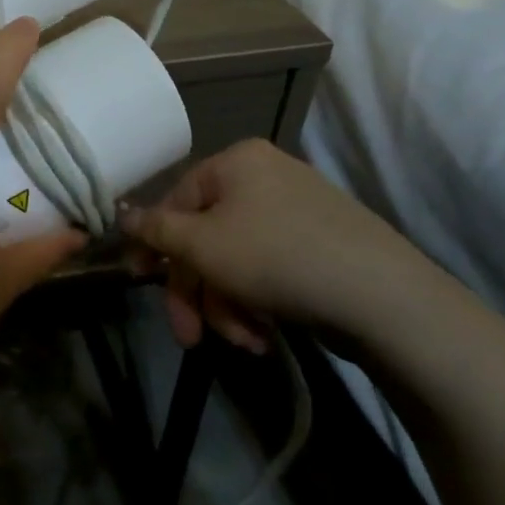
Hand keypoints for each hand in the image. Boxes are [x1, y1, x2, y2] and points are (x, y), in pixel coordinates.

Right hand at [120, 138, 449, 352]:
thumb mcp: (202, 244)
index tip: (139, 281)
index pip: (176, 200)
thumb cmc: (276, 257)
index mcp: (236, 162)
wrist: (384, 297)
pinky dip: (258, 303)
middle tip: (189, 336)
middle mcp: (266, 177)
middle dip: (196, 291)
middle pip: (207, 237)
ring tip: (244, 342)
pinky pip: (269, 269)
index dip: (155, 244)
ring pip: (236, 260)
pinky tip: (265, 336)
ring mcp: (298, 211)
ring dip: (227, 306)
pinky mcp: (321, 246)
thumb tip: (121, 214)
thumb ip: (155, 229)